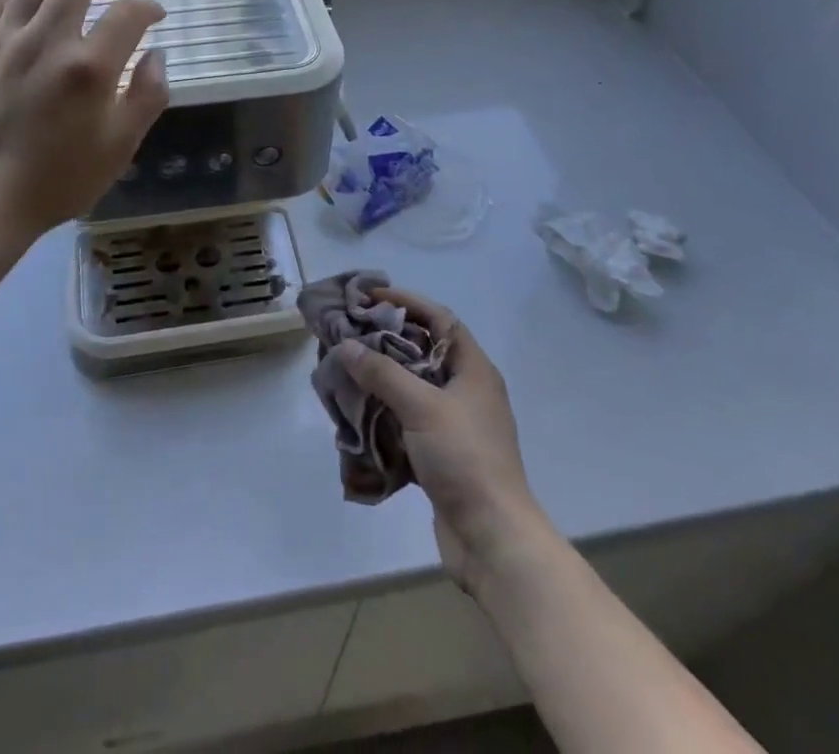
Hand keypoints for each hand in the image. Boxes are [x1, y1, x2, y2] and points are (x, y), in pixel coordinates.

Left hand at [0, 0, 168, 245]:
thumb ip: (147, 96)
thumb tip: (155, 56)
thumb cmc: (60, 180)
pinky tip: (29, 9)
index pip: (129, 13)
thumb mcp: (121, 147)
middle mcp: (47, 42)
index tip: (154, 17)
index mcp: (89, 69)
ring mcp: (5, 42)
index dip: (149, 8)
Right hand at [333, 289, 547, 592]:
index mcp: (473, 370)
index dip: (407, 302)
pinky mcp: (442, 454)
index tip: (370, 297)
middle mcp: (467, 390)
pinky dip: (384, 412)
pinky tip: (358, 413)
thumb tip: (345, 345)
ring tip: (346, 369)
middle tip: (349, 333)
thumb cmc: (464, 459)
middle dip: (386, 340)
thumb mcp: (421, 407)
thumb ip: (382, 373)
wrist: (493, 540)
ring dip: (381, 378)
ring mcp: (455, 424)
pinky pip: (408, 419)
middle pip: (423, 351)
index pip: (440, 319)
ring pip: (413, 387)